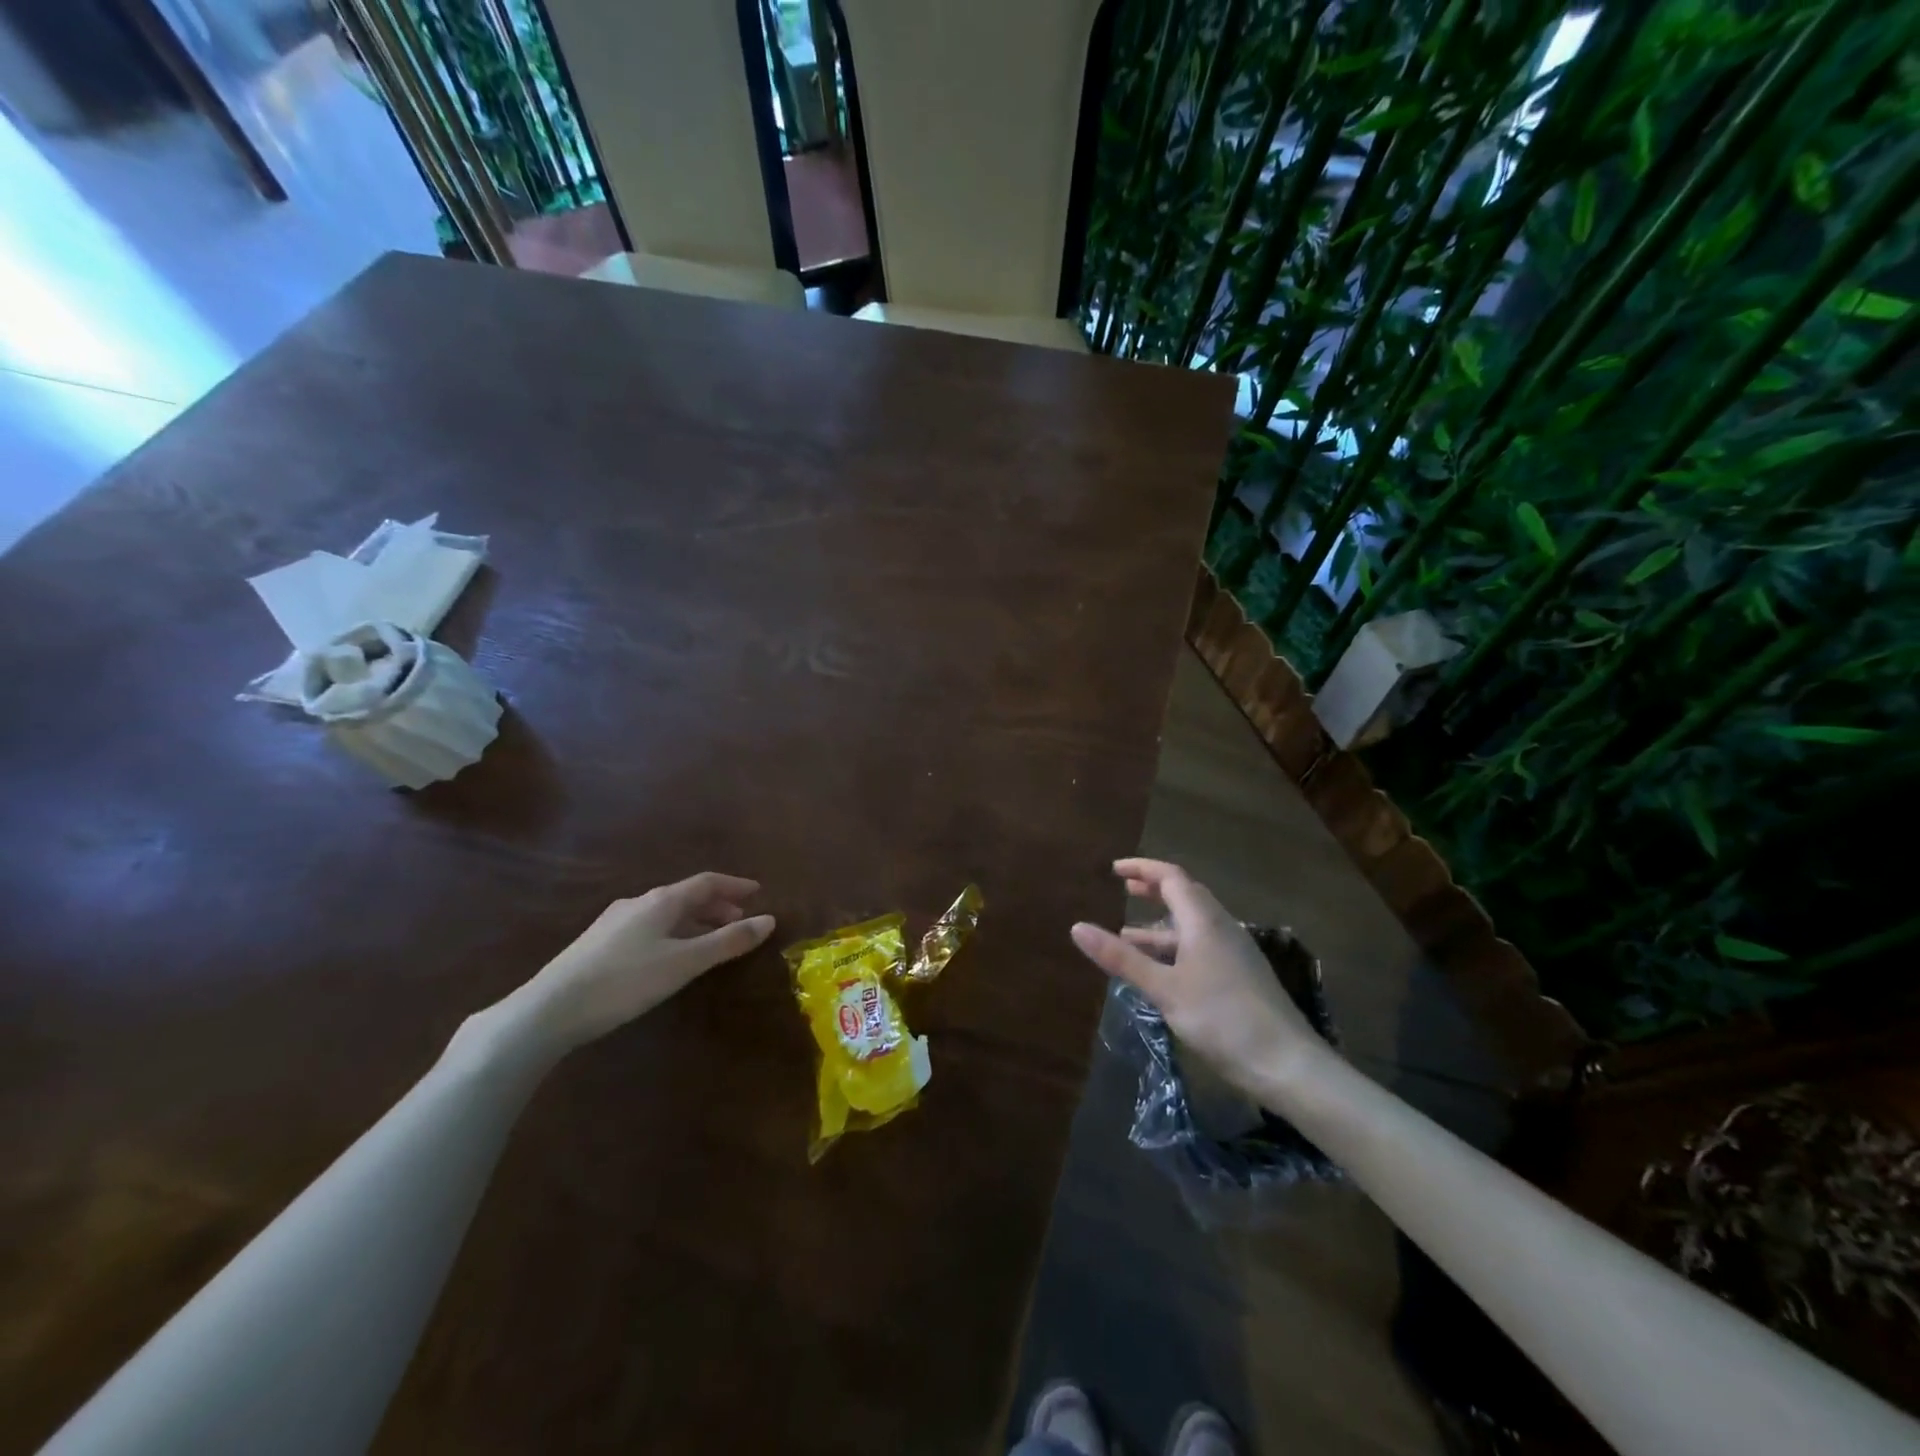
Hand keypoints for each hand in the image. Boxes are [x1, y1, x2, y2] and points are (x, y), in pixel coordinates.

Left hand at [509, 873, 774, 1054]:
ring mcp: (614, 922)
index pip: (707, 882)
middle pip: (686, 896)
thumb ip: (727, 942)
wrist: (549, 1010)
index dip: (735, 885)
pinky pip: (649, 926)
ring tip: (711, 940)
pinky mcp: (598, 944)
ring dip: (694, 921)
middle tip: (739, 920)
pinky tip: (670, 955)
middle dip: (716, 905)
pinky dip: (673, 932)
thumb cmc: (625, 981)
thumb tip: (769, 920)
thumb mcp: (684, 963)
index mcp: (662, 900)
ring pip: (666, 913)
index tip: (758, 892)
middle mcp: (638, 902)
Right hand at [1070, 858, 1329, 1094]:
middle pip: (1185, 896)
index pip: (1171, 878)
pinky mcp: (1239, 976)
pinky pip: (1200, 946)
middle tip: (1125, 889)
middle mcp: (1221, 927)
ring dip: (1160, 925)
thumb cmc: (1221, 1018)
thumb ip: (1121, 958)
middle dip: (1153, 890)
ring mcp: (1234, 953)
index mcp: (1204, 920)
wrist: (1286, 1064)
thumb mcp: (1164, 988)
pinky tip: (1160, 971)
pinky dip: (1174, 947)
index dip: (1143, 868)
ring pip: (1192, 925)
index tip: (1115, 869)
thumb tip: (1077, 927)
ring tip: (1128, 935)